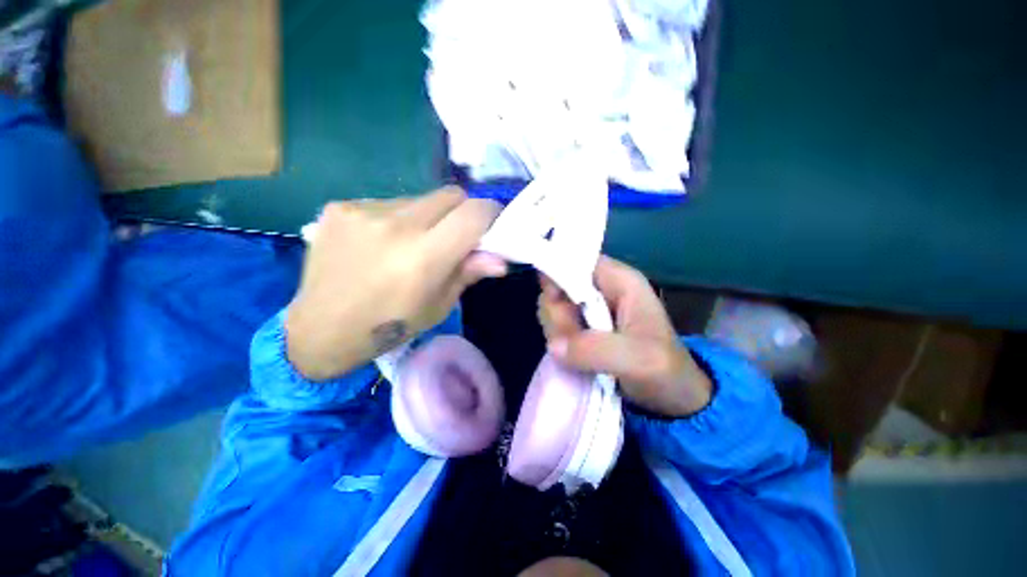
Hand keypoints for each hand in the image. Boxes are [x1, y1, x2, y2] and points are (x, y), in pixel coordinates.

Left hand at [286, 187, 504, 380]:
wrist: (322, 329)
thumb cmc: (390, 326)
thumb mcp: (438, 306)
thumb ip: (468, 273)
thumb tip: (501, 259)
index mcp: (423, 257)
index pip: (474, 213)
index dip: (490, 215)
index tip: (491, 226)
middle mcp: (395, 225)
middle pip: (451, 194)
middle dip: (462, 212)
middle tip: (453, 237)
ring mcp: (364, 211)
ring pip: (420, 198)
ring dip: (429, 216)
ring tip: (410, 244)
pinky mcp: (341, 206)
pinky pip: (389, 202)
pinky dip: (397, 218)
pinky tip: (381, 243)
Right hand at [538, 256, 711, 416]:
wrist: (672, 397)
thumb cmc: (665, 371)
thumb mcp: (639, 360)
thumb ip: (596, 349)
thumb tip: (554, 345)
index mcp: (619, 281)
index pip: (577, 259)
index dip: (559, 275)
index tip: (556, 303)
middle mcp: (601, 288)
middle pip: (559, 284)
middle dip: (559, 313)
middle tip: (574, 339)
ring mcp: (589, 308)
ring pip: (554, 306)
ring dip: (558, 330)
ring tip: (581, 354)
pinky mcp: (582, 327)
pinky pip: (556, 325)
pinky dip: (558, 340)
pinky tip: (573, 355)